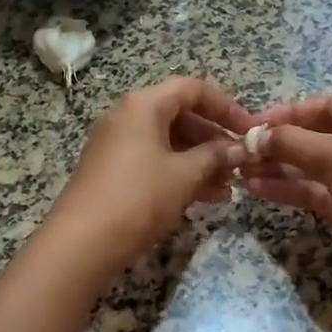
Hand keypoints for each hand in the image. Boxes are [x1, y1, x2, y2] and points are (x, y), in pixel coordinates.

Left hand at [48, 76, 254, 266]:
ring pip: (168, 141)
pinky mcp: (112, 170)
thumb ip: (216, 156)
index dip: (225, 106)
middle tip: (240, 160)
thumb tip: (240, 149)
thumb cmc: (138, 197)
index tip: (249, 130)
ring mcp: (116, 144)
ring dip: (200, 159)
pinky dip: (180, 171)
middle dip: (213, 137)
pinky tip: (207, 196)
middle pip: (180, 114)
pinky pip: (154, 160)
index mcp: (143, 105)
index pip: (192, 89)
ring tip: (230, 184)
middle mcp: (127, 116)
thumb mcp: (185, 175)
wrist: (82, 242)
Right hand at [245, 93, 331, 306]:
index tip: (254, 122)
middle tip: (242, 147)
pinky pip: (312, 191)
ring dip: (277, 166)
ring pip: (310, 166)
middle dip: (279, 142)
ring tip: (240, 168)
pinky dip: (286, 188)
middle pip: (315, 136)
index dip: (289, 112)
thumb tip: (254, 136)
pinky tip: (256, 187)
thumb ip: (291, 142)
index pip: (326, 105)